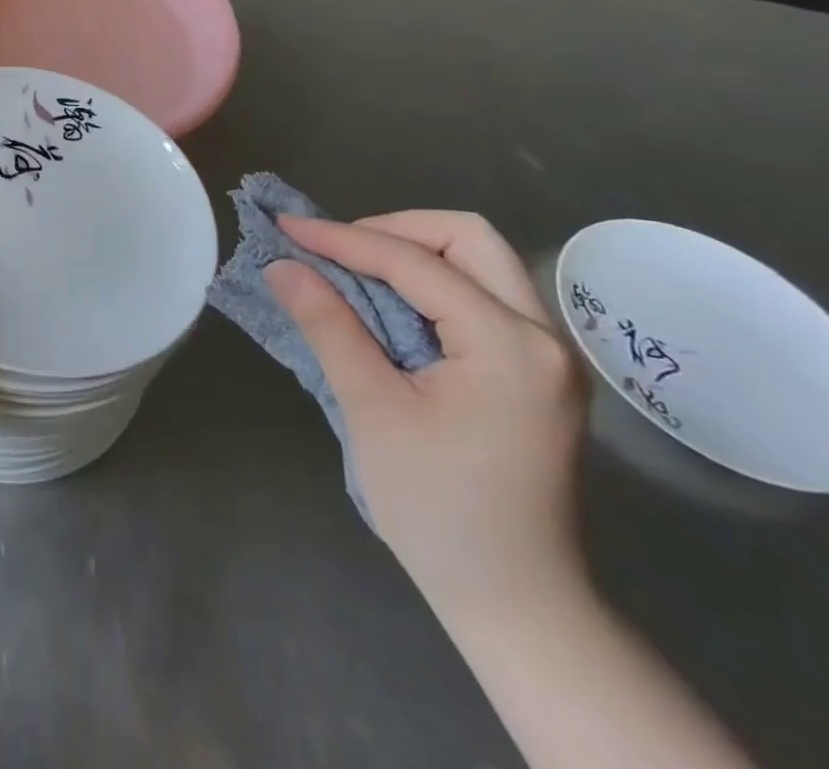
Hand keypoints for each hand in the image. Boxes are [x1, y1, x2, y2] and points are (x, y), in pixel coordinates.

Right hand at [266, 211, 587, 615]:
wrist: (515, 601)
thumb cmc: (438, 508)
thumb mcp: (372, 409)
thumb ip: (328, 325)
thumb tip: (281, 265)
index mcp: (509, 344)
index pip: (414, 262)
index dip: (343, 238)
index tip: (286, 227)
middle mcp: (543, 336)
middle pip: (468, 238)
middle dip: (392, 229)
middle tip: (334, 249)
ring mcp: (547, 354)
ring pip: (479, 262)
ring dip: (412, 252)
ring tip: (351, 270)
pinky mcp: (535, 371)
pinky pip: (481, 295)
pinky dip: (429, 282)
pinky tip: (387, 303)